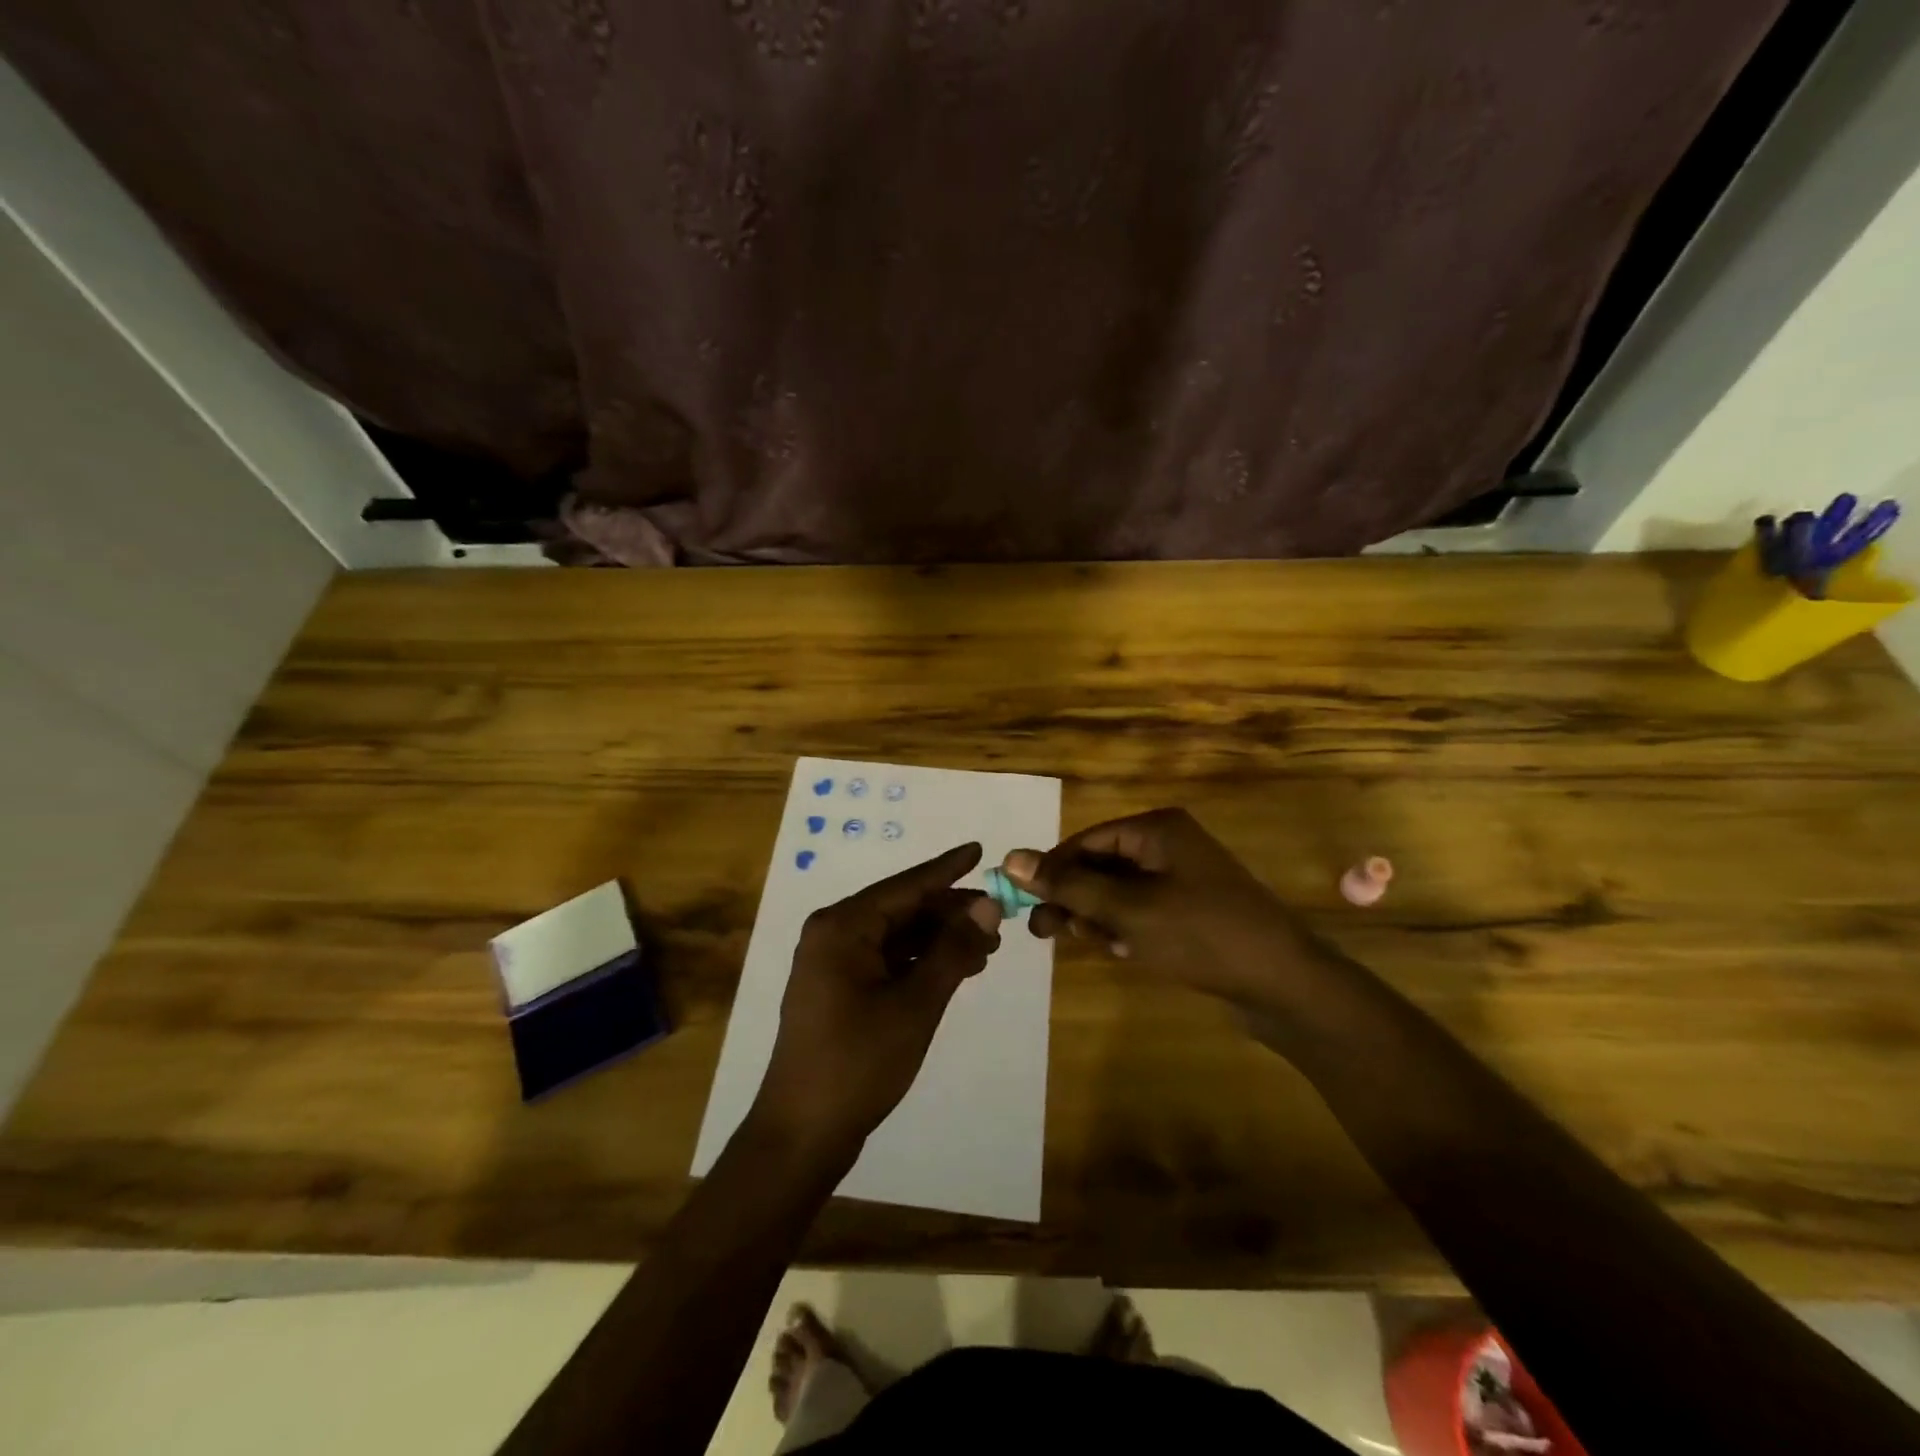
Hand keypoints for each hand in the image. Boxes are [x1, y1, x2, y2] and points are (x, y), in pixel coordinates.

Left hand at [751, 843, 1002, 1162]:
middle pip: (901, 909)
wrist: (803, 1133)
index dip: (947, 869)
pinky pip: (886, 960)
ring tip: (986, 949)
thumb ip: (952, 950)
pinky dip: (920, 962)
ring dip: (939, 940)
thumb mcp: (916, 1004)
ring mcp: (832, 963)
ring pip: (896, 936)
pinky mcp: (838, 990)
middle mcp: (833, 934)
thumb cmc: (859, 1062)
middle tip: (998, 920)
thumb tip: (987, 907)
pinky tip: (954, 971)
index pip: (905, 886)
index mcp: (843, 926)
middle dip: (949, 914)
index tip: (980, 850)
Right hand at [1004, 807, 1322, 1008]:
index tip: (1022, 903)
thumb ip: (1068, 885)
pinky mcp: (1191, 909)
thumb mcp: (1126, 909)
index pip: (1085, 841)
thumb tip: (1010, 858)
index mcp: (1156, 829)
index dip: (1051, 870)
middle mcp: (1168, 845)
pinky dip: (1124, 928)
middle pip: (1100, 865)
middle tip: (1044, 933)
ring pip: (1117, 892)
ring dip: (1097, 917)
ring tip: (1095, 945)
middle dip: (1073, 898)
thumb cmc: (1200, 935)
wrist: (1283, 984)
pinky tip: (1123, 952)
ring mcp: (1182, 878)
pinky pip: (1141, 910)